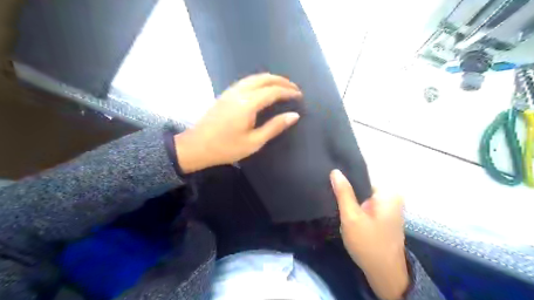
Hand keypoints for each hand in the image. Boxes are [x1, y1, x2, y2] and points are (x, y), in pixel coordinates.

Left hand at [176, 73, 299, 173]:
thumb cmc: (226, 147)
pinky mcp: (225, 94)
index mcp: (248, 103)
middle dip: (281, 81)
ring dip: (270, 79)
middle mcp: (240, 92)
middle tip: (294, 88)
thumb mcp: (253, 141)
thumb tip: (294, 116)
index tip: (299, 95)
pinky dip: (259, 81)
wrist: (196, 146)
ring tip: (282, 85)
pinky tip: (262, 88)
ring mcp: (231, 91)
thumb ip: (274, 127)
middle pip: (264, 79)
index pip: (273, 91)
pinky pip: (246, 81)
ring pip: (254, 77)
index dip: (288, 91)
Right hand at [331, 170, 409, 297]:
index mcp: (387, 193)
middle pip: (362, 187)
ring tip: (333, 199)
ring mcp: (388, 207)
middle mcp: (391, 196)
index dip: (343, 179)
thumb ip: (343, 193)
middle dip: (346, 191)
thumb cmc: (368, 244)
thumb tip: (335, 171)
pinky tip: (344, 211)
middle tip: (328, 193)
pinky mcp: (383, 216)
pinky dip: (356, 207)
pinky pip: (366, 205)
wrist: (384, 274)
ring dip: (350, 200)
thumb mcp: (351, 217)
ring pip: (362, 196)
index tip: (328, 181)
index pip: (360, 176)